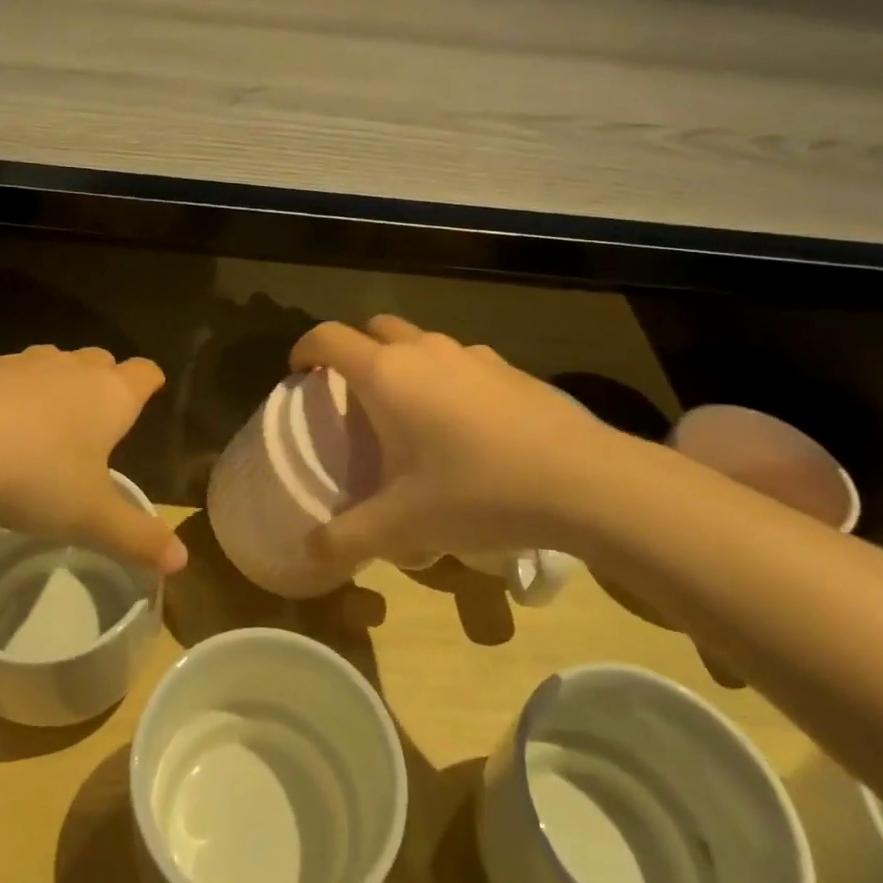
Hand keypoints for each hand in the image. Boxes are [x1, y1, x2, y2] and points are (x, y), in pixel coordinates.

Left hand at [0, 345, 185, 573]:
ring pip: (49, 363)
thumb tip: (181, 562)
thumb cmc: (34, 476)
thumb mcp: (89, 517)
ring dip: (51, 385)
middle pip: (99, 360)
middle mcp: (70, 369)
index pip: (144, 373)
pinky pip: (0, 375)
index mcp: (109, 396)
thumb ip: (136, 537)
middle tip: (93, 418)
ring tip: (38, 424)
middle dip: (101, 381)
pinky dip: (2, 393)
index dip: (149, 383)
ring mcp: (20, 363)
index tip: (149, 392)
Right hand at [290, 315, 633, 569]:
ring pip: (421, 342)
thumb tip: (308, 553)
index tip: (299, 375)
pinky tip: (466, 428)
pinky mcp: (510, 368)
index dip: (305, 350)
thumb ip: (346, 538)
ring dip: (403, 364)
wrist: (584, 481)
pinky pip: (461, 362)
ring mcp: (472, 354)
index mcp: (386, 374)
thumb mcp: (402, 525)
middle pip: (374, 329)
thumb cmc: (476, 491)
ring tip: (411, 415)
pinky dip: (446, 379)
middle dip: (355, 351)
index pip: (327, 337)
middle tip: (355, 398)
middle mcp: (424, 350)